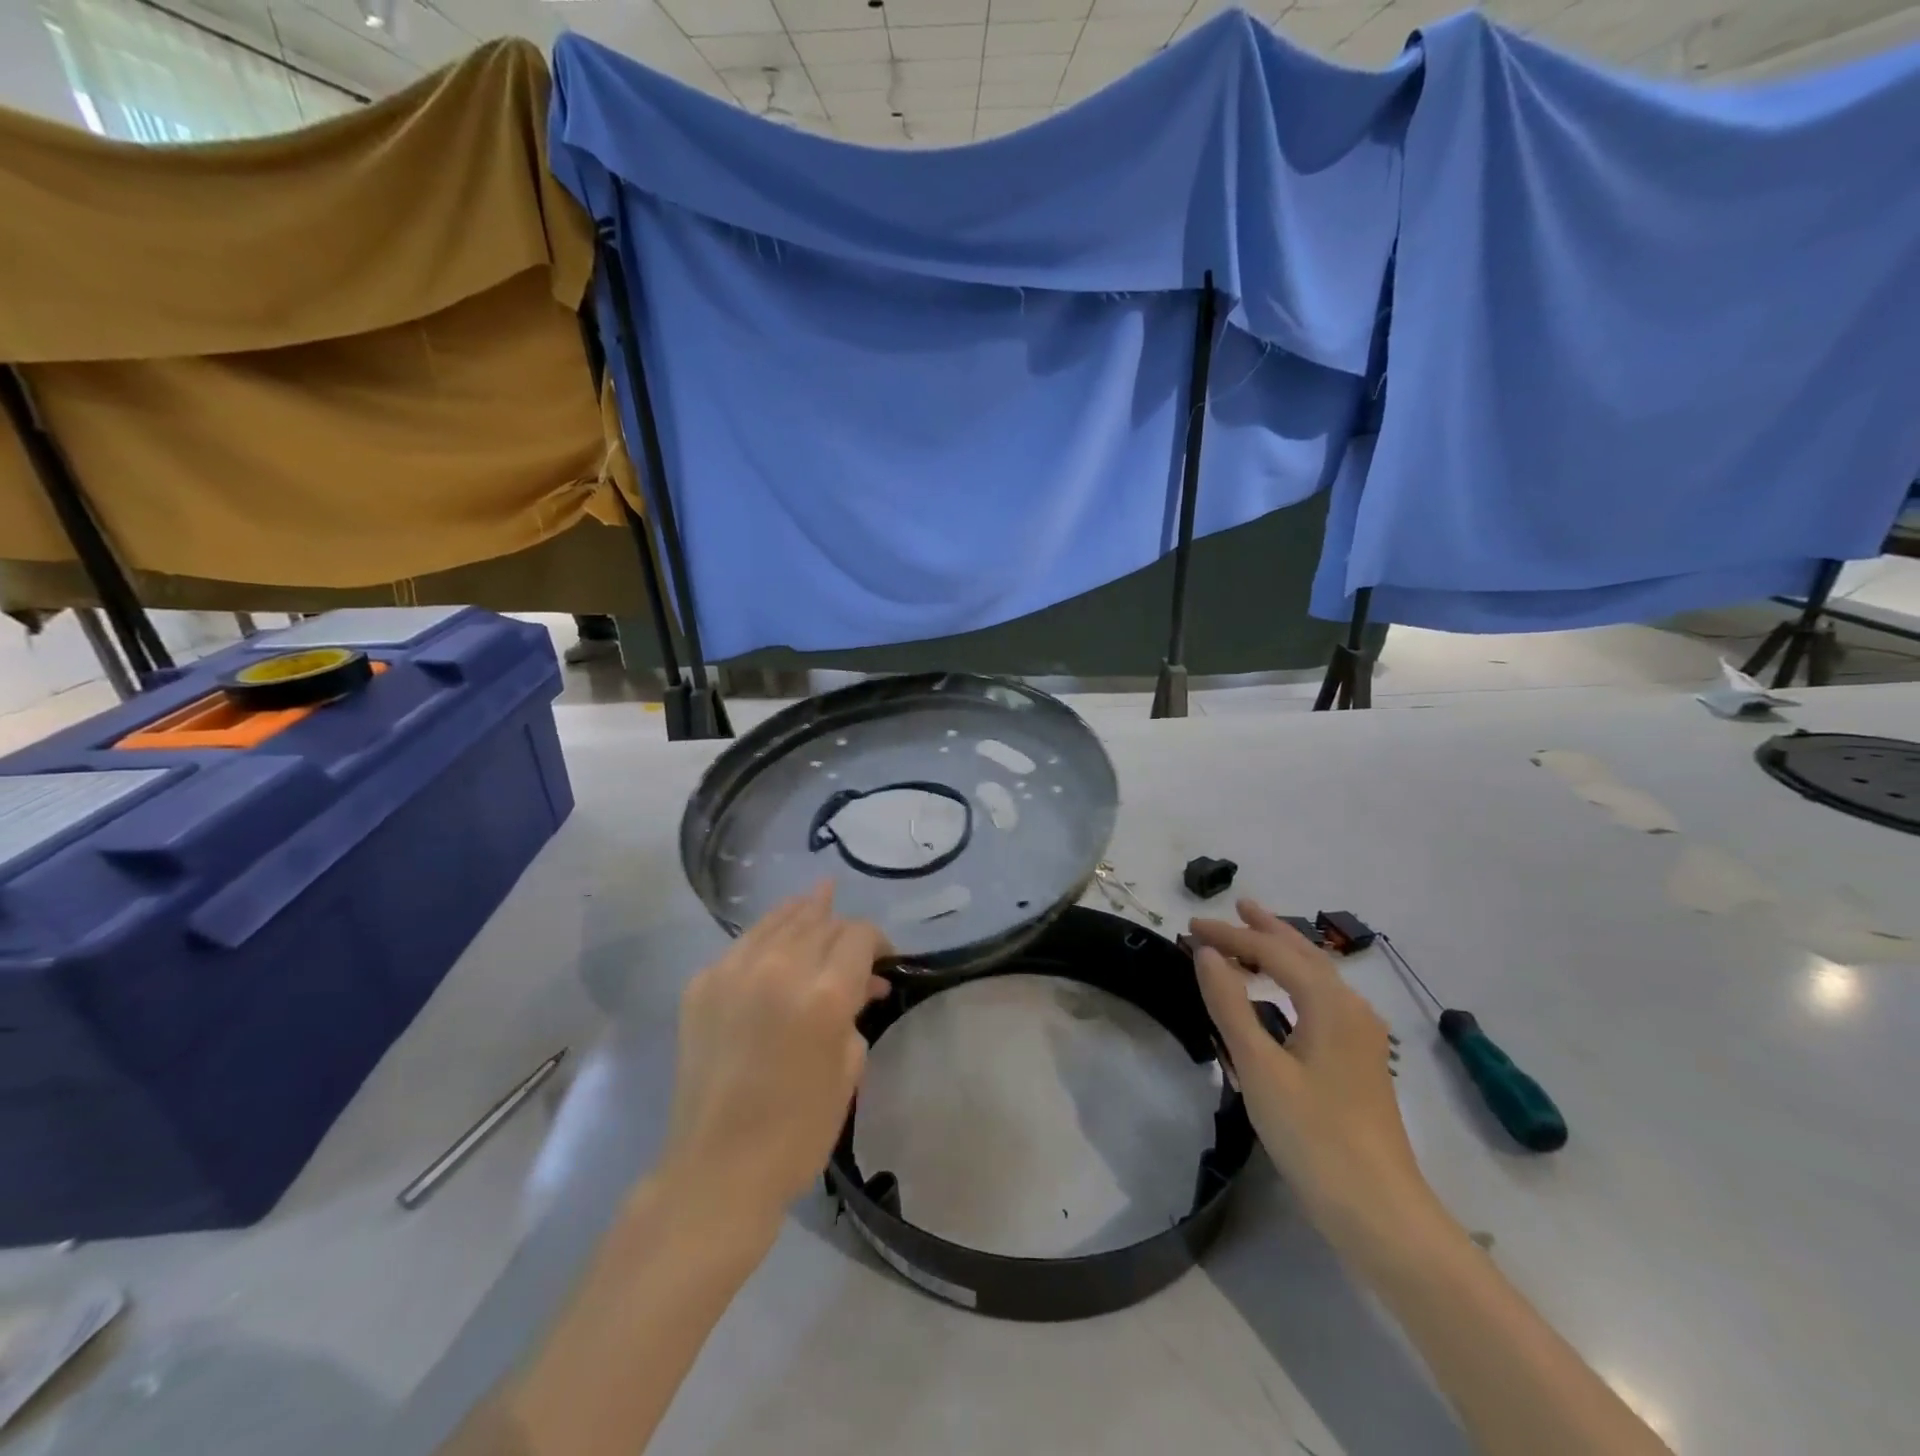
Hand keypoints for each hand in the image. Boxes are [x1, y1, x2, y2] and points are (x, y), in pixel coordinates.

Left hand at [660, 883, 891, 1230]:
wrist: (717, 1168)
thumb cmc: (798, 1130)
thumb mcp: (849, 1069)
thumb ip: (857, 1012)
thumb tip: (863, 984)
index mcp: (824, 994)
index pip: (858, 935)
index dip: (878, 940)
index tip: (883, 959)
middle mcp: (780, 969)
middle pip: (820, 922)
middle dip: (842, 928)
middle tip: (853, 944)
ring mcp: (734, 972)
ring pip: (778, 920)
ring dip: (803, 912)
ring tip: (818, 897)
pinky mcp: (702, 985)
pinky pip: (743, 944)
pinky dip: (767, 936)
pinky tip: (776, 935)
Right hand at [1190, 899, 1446, 1256]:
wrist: (1381, 1214)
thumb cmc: (1314, 1136)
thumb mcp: (1260, 1069)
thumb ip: (1231, 1006)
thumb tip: (1206, 954)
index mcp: (1330, 1005)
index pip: (1273, 952)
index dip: (1230, 935)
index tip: (1190, 927)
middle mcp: (1352, 1010)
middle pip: (1305, 955)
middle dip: (1267, 930)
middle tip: (1236, 908)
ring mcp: (1361, 1038)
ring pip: (1318, 978)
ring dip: (1284, 954)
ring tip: (1254, 940)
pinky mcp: (1359, 1063)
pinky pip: (1322, 1001)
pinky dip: (1294, 983)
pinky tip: (1283, 996)